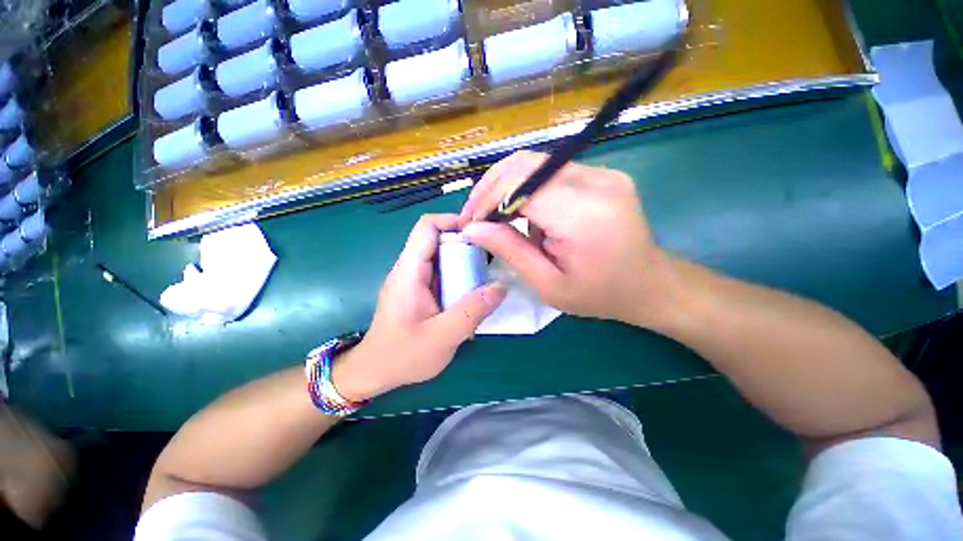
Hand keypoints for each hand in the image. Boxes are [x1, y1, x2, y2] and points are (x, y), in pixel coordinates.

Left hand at [333, 214, 505, 400]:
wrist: (375, 372)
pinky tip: (474, 293)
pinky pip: (444, 273)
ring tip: (488, 276)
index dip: (454, 221)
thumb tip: (501, 286)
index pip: (427, 226)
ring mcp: (416, 279)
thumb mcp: (441, 337)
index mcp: (410, 271)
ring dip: (466, 262)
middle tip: (493, 258)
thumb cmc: (402, 356)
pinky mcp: (421, 290)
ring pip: (444, 256)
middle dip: (467, 244)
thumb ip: (472, 311)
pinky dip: (461, 276)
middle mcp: (411, 268)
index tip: (482, 233)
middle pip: (439, 239)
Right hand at [459, 151, 678, 326]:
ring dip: (507, 188)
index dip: (488, 200)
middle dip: (491, 188)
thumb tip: (472, 229)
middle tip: (475, 215)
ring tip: (497, 218)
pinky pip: (551, 172)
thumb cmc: (599, 294)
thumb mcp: (548, 285)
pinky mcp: (602, 174)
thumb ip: (510, 251)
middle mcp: (595, 182)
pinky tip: (526, 215)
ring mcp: (602, 173)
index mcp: (583, 215)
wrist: (650, 284)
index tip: (471, 223)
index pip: (520, 186)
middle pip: (524, 164)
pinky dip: (528, 190)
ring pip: (534, 163)